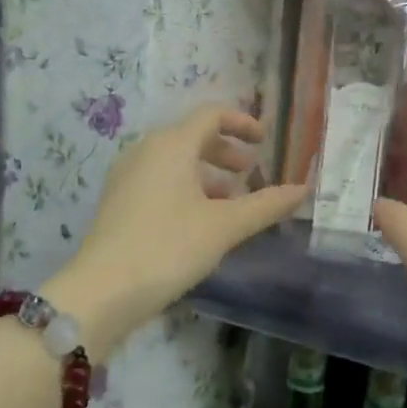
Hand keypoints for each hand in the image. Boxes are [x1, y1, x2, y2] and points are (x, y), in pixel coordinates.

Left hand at [48, 105, 305, 356]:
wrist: (102, 292)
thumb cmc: (168, 248)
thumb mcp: (224, 226)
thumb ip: (266, 205)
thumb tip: (304, 189)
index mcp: (171, 145)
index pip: (211, 115)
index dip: (242, 122)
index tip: (265, 141)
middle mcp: (146, 151)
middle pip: (192, 136)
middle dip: (226, 151)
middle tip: (251, 172)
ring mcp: (128, 177)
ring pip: (176, 162)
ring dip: (208, 174)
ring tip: (232, 202)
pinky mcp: (119, 202)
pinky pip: (160, 181)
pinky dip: (187, 189)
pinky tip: (201, 221)